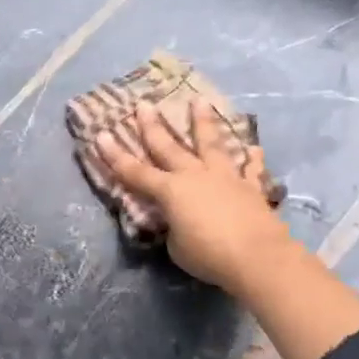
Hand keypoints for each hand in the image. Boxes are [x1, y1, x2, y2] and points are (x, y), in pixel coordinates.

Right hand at [96, 101, 289, 294]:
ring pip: (212, 144)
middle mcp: (195, 176)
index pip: (135, 172)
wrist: (257, 257)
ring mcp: (225, 178)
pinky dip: (252, 159)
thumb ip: (174, 227)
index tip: (102, 135)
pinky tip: (254, 148)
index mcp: (171, 192)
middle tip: (144, 104)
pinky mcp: (251, 188)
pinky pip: (250, 170)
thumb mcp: (176, 246)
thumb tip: (180, 221)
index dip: (116, 156)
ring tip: (200, 101)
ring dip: (204, 123)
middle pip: (169, 148)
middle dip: (153, 126)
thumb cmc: (208, 255)